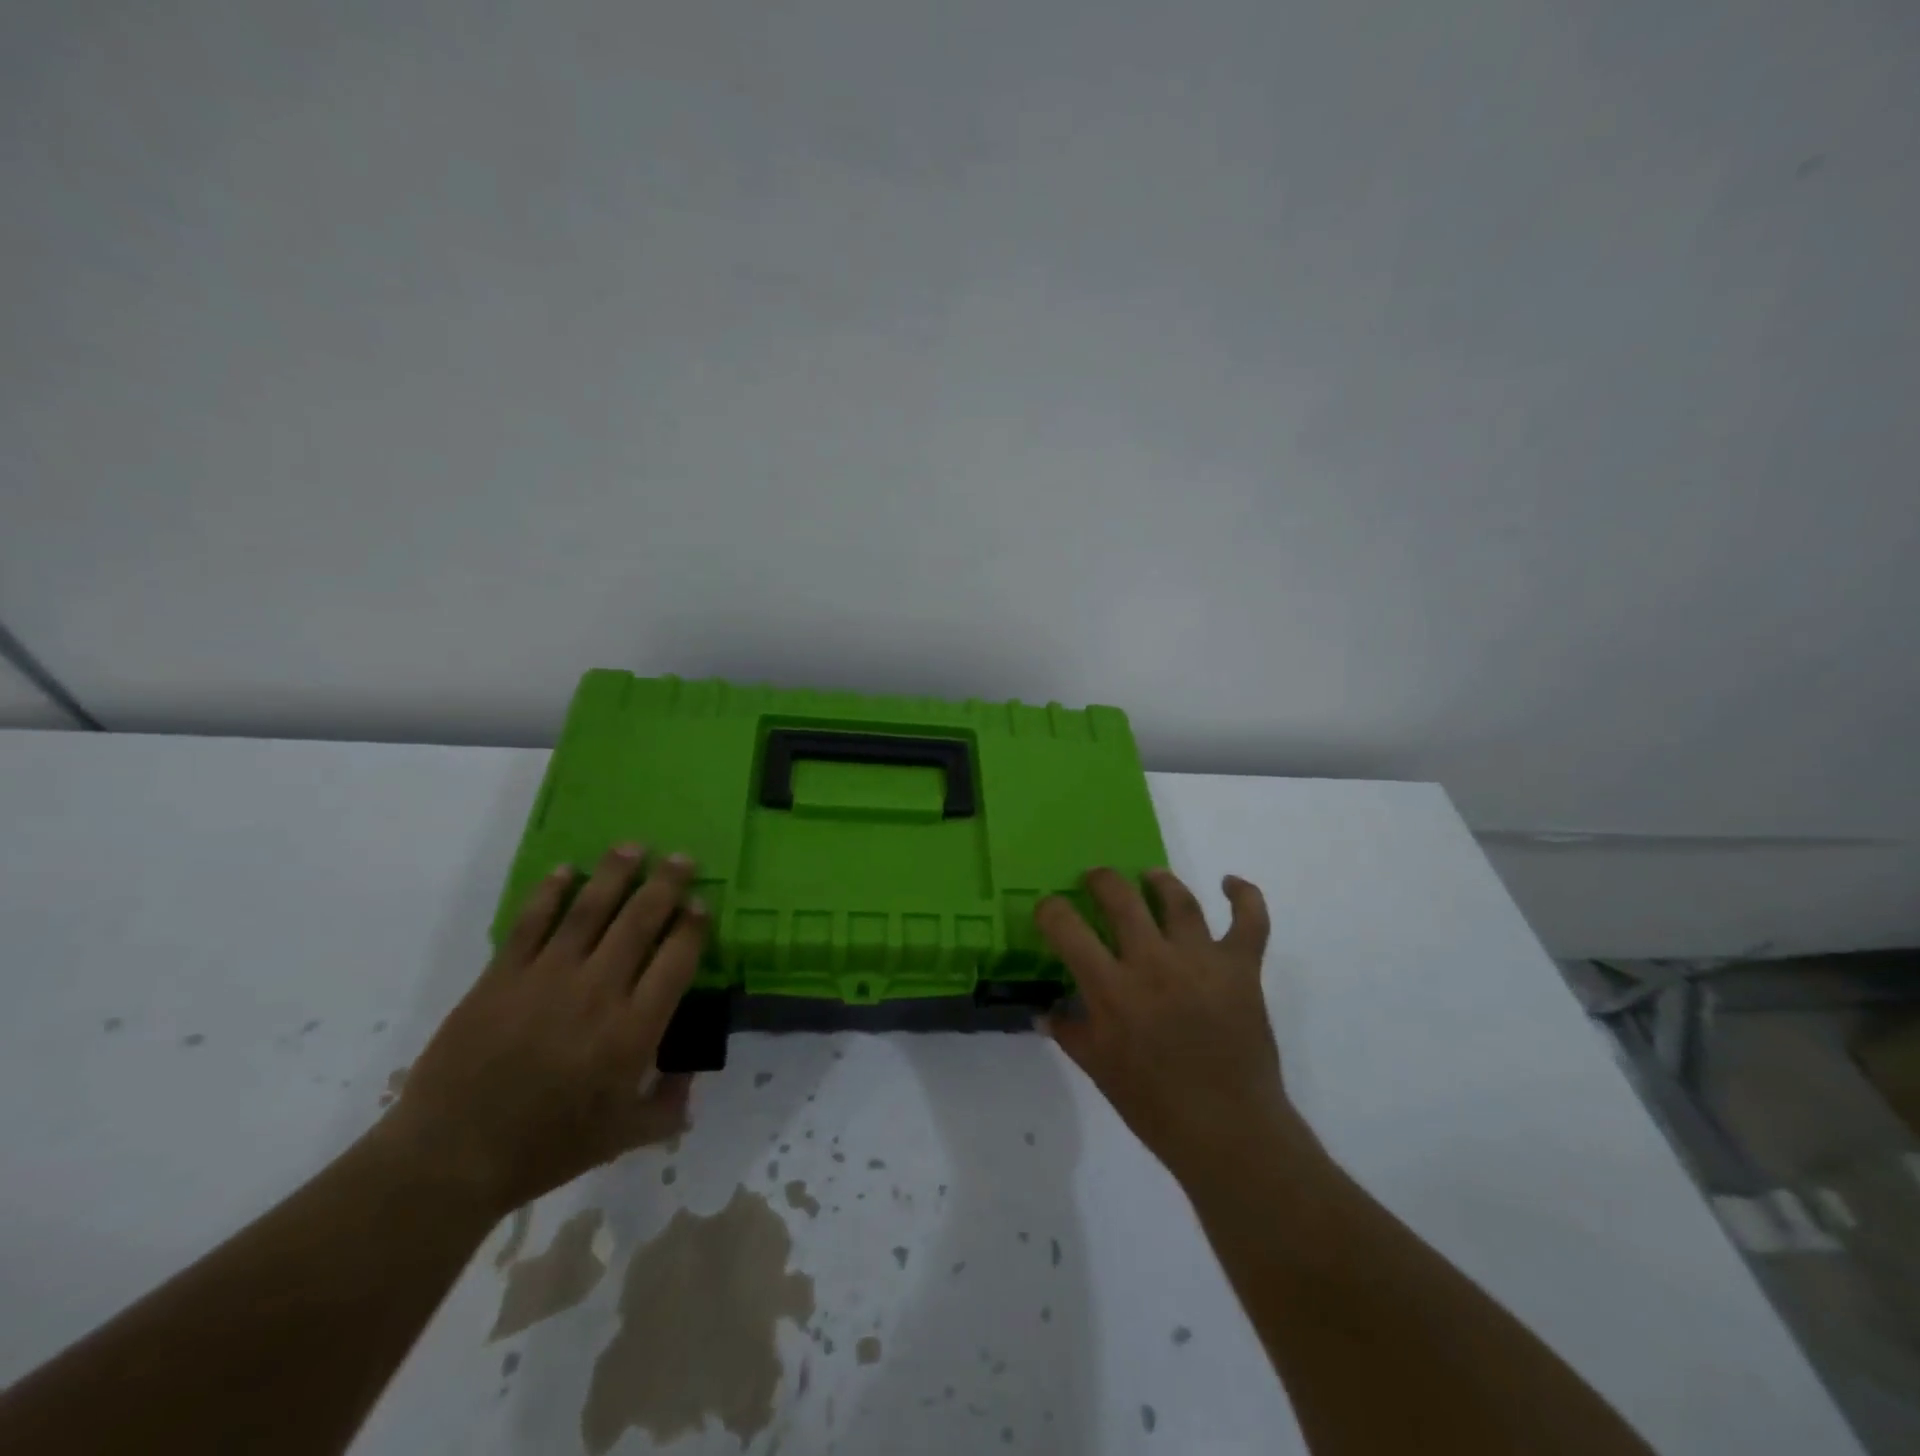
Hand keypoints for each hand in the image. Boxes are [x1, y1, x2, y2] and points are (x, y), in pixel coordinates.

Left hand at [383, 844, 707, 1214]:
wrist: (450, 1157)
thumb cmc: (544, 1148)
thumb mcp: (621, 1138)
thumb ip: (665, 1108)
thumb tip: (690, 1081)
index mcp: (633, 1030)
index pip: (676, 960)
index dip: (692, 927)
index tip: (700, 904)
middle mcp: (598, 991)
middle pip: (640, 922)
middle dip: (666, 885)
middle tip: (681, 858)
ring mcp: (547, 978)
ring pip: (589, 911)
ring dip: (614, 874)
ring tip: (632, 847)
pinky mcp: (502, 976)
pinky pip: (531, 923)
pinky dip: (550, 893)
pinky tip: (565, 871)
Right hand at [1036, 867, 1298, 1181]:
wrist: (1228, 1129)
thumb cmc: (1154, 1105)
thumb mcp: (1098, 1068)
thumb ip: (1069, 1031)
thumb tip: (1045, 1012)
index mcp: (1111, 988)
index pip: (1066, 927)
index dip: (1051, 910)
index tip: (1050, 910)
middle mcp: (1153, 962)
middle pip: (1121, 897)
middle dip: (1101, 881)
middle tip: (1096, 881)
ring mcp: (1201, 960)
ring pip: (1179, 900)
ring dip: (1161, 881)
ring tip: (1151, 877)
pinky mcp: (1241, 968)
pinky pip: (1249, 920)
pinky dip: (1245, 896)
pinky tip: (1231, 883)